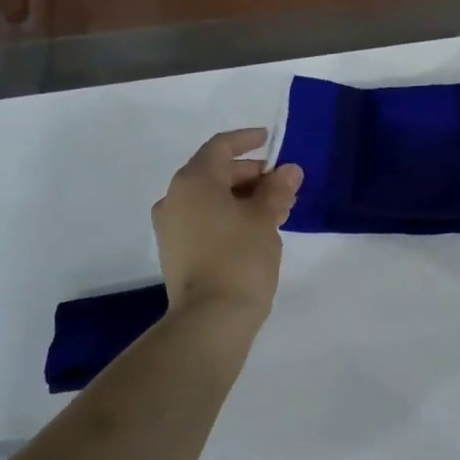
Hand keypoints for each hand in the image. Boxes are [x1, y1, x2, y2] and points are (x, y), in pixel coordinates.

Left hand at [152, 129, 302, 322]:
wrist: (210, 320)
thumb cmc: (239, 258)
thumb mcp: (265, 218)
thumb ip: (277, 189)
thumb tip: (288, 171)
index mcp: (193, 181)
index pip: (220, 147)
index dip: (247, 140)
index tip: (270, 140)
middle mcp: (174, 198)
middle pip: (215, 172)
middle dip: (251, 174)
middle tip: (284, 185)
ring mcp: (171, 227)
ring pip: (211, 198)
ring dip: (243, 197)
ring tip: (278, 209)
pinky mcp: (176, 251)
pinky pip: (205, 219)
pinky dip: (229, 216)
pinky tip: (257, 229)